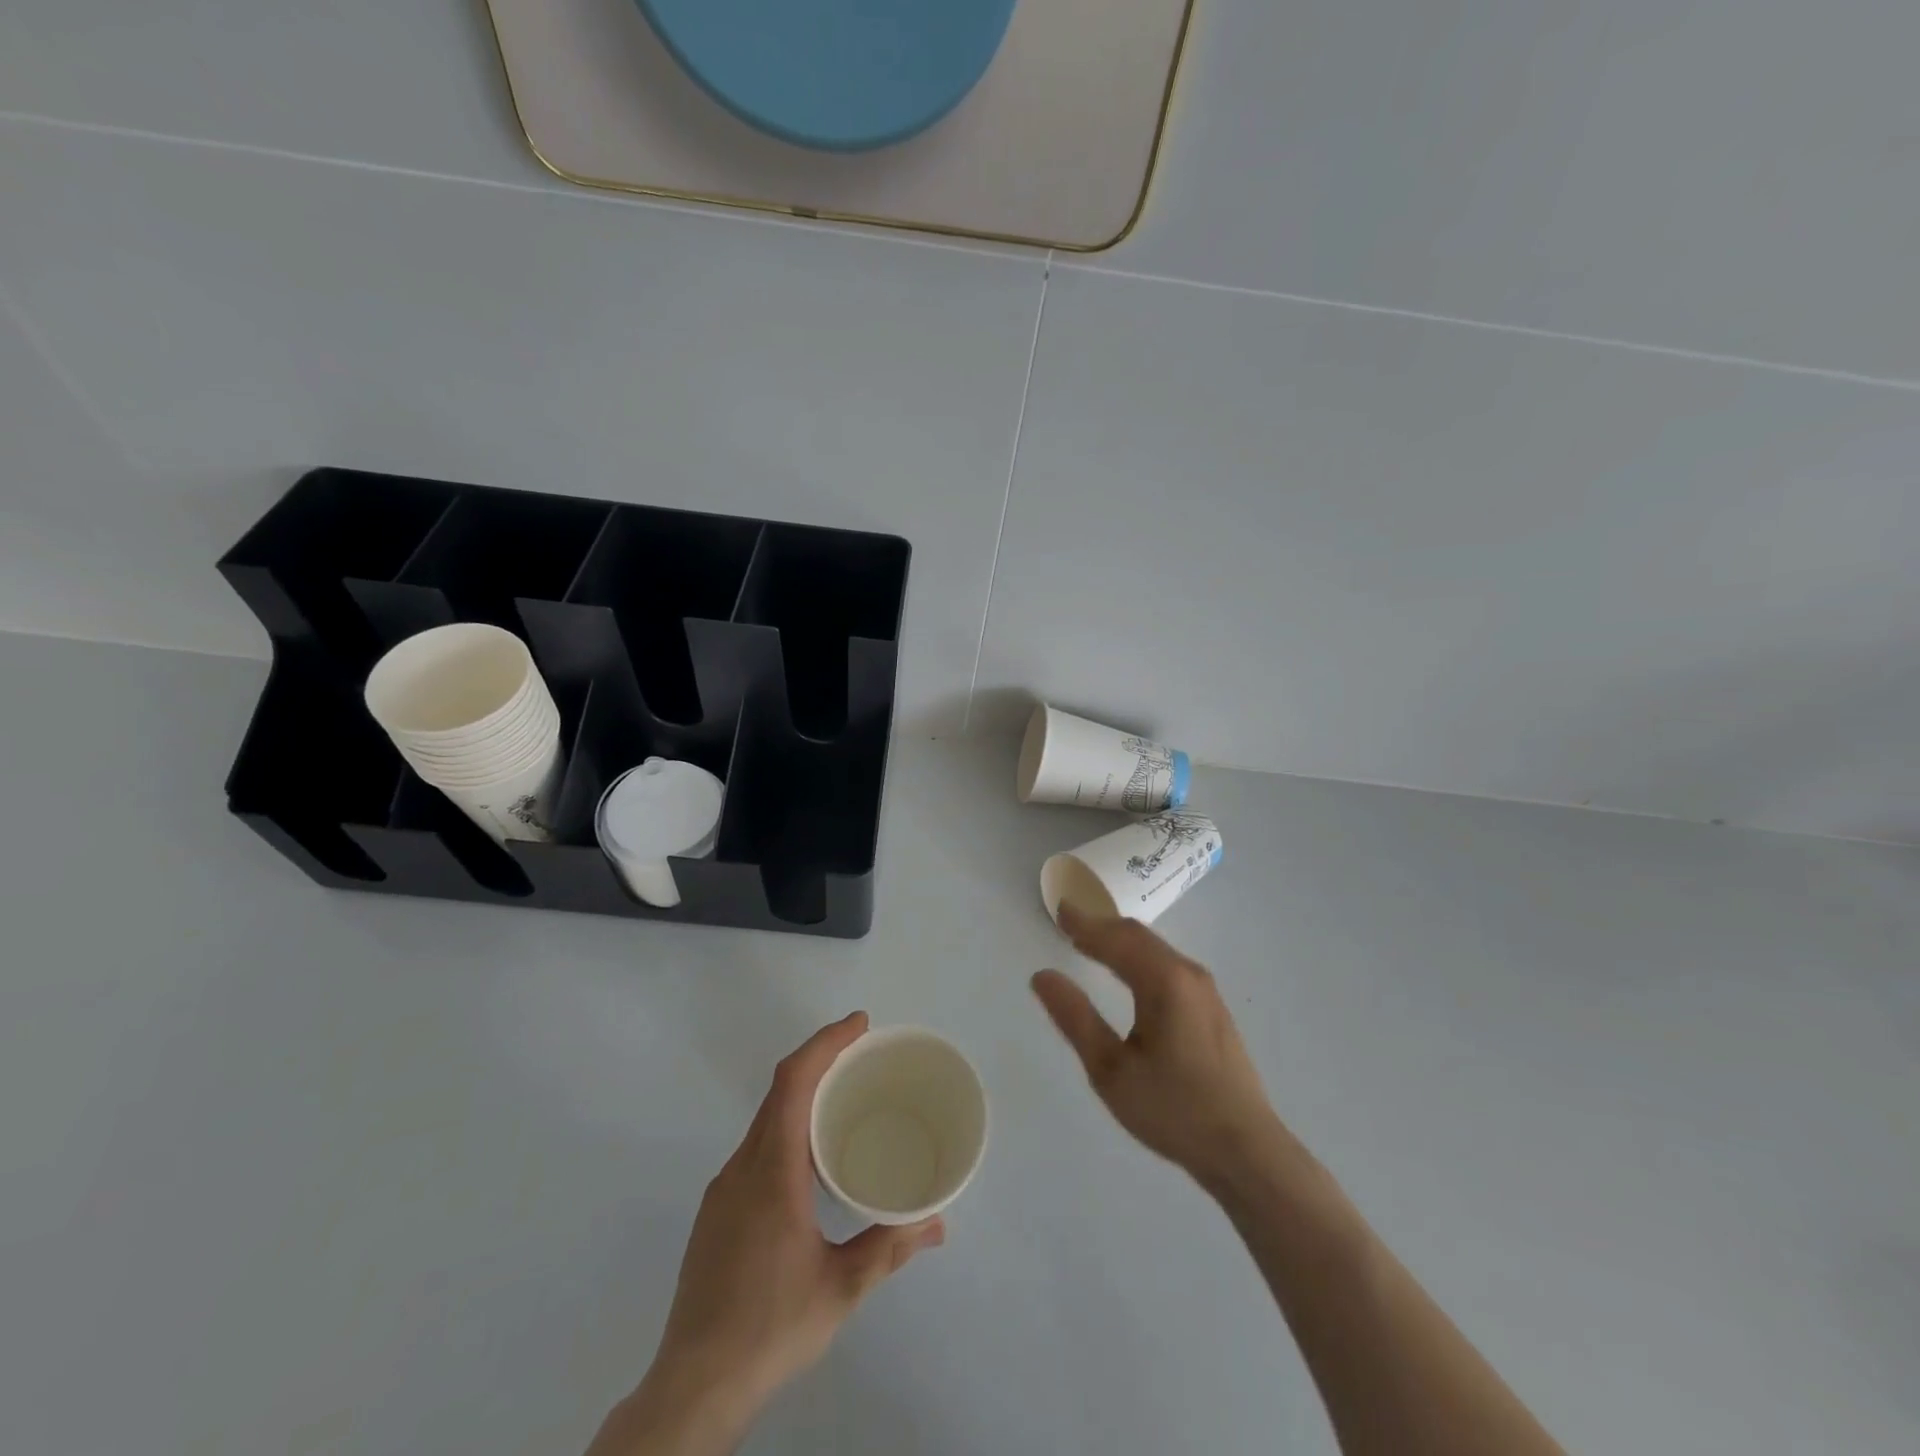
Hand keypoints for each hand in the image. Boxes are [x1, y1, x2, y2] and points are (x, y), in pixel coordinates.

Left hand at [590, 1013, 943, 1455]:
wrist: (692, 1387)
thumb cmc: (770, 1328)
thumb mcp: (841, 1289)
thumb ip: (889, 1247)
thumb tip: (937, 1223)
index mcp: (772, 1171)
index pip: (794, 1082)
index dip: (825, 1043)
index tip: (859, 1025)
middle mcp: (742, 1167)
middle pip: (779, 1091)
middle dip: (820, 1059)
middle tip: (862, 1053)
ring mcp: (723, 1189)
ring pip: (766, 1119)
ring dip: (803, 1095)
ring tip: (844, 1100)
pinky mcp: (716, 1212)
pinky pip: (756, 1146)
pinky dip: (787, 1127)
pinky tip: (810, 1160)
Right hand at [1032, 905, 1281, 1191]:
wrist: (1246, 1151)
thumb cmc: (1173, 1109)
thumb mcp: (1112, 1070)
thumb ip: (1076, 1018)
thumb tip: (1042, 976)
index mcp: (1164, 981)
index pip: (1116, 938)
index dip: (1084, 923)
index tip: (1059, 910)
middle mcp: (1188, 974)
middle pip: (1138, 936)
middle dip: (1101, 927)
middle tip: (1068, 923)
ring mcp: (1206, 990)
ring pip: (1156, 950)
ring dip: (1120, 942)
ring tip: (1089, 944)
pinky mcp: (1212, 1009)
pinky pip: (1168, 966)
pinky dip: (1139, 957)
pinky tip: (1127, 974)